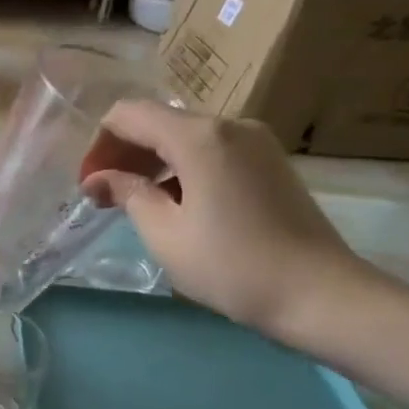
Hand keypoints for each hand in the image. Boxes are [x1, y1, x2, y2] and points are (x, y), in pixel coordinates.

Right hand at [80, 101, 370, 341]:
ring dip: (152, 162)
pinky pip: (211, 150)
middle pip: (159, 121)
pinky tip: (174, 203)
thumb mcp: (165, 233)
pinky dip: (182, 168)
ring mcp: (256, 141)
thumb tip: (98, 180)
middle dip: (123, 153)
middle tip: (103, 196)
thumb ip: (127, 194)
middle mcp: (230, 124)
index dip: (99, 144)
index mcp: (199, 137)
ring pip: (185, 136)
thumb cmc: (231, 265)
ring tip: (135, 203)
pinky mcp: (269, 161)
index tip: (88, 184)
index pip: (129, 114)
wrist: (320, 294)